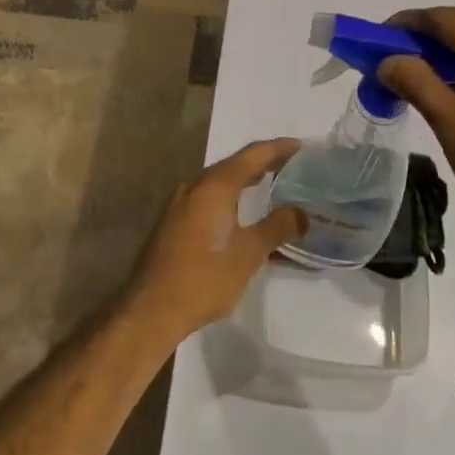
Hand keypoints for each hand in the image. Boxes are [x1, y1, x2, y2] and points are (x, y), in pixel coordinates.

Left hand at [123, 140, 307, 345]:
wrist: (151, 308)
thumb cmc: (205, 277)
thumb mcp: (249, 253)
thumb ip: (277, 227)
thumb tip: (303, 213)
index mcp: (214, 186)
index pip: (252, 155)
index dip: (278, 148)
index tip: (301, 146)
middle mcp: (195, 185)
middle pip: (234, 164)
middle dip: (262, 162)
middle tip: (290, 165)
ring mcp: (179, 203)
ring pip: (218, 181)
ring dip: (244, 180)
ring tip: (270, 184)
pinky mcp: (172, 221)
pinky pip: (207, 197)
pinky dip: (228, 196)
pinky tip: (240, 212)